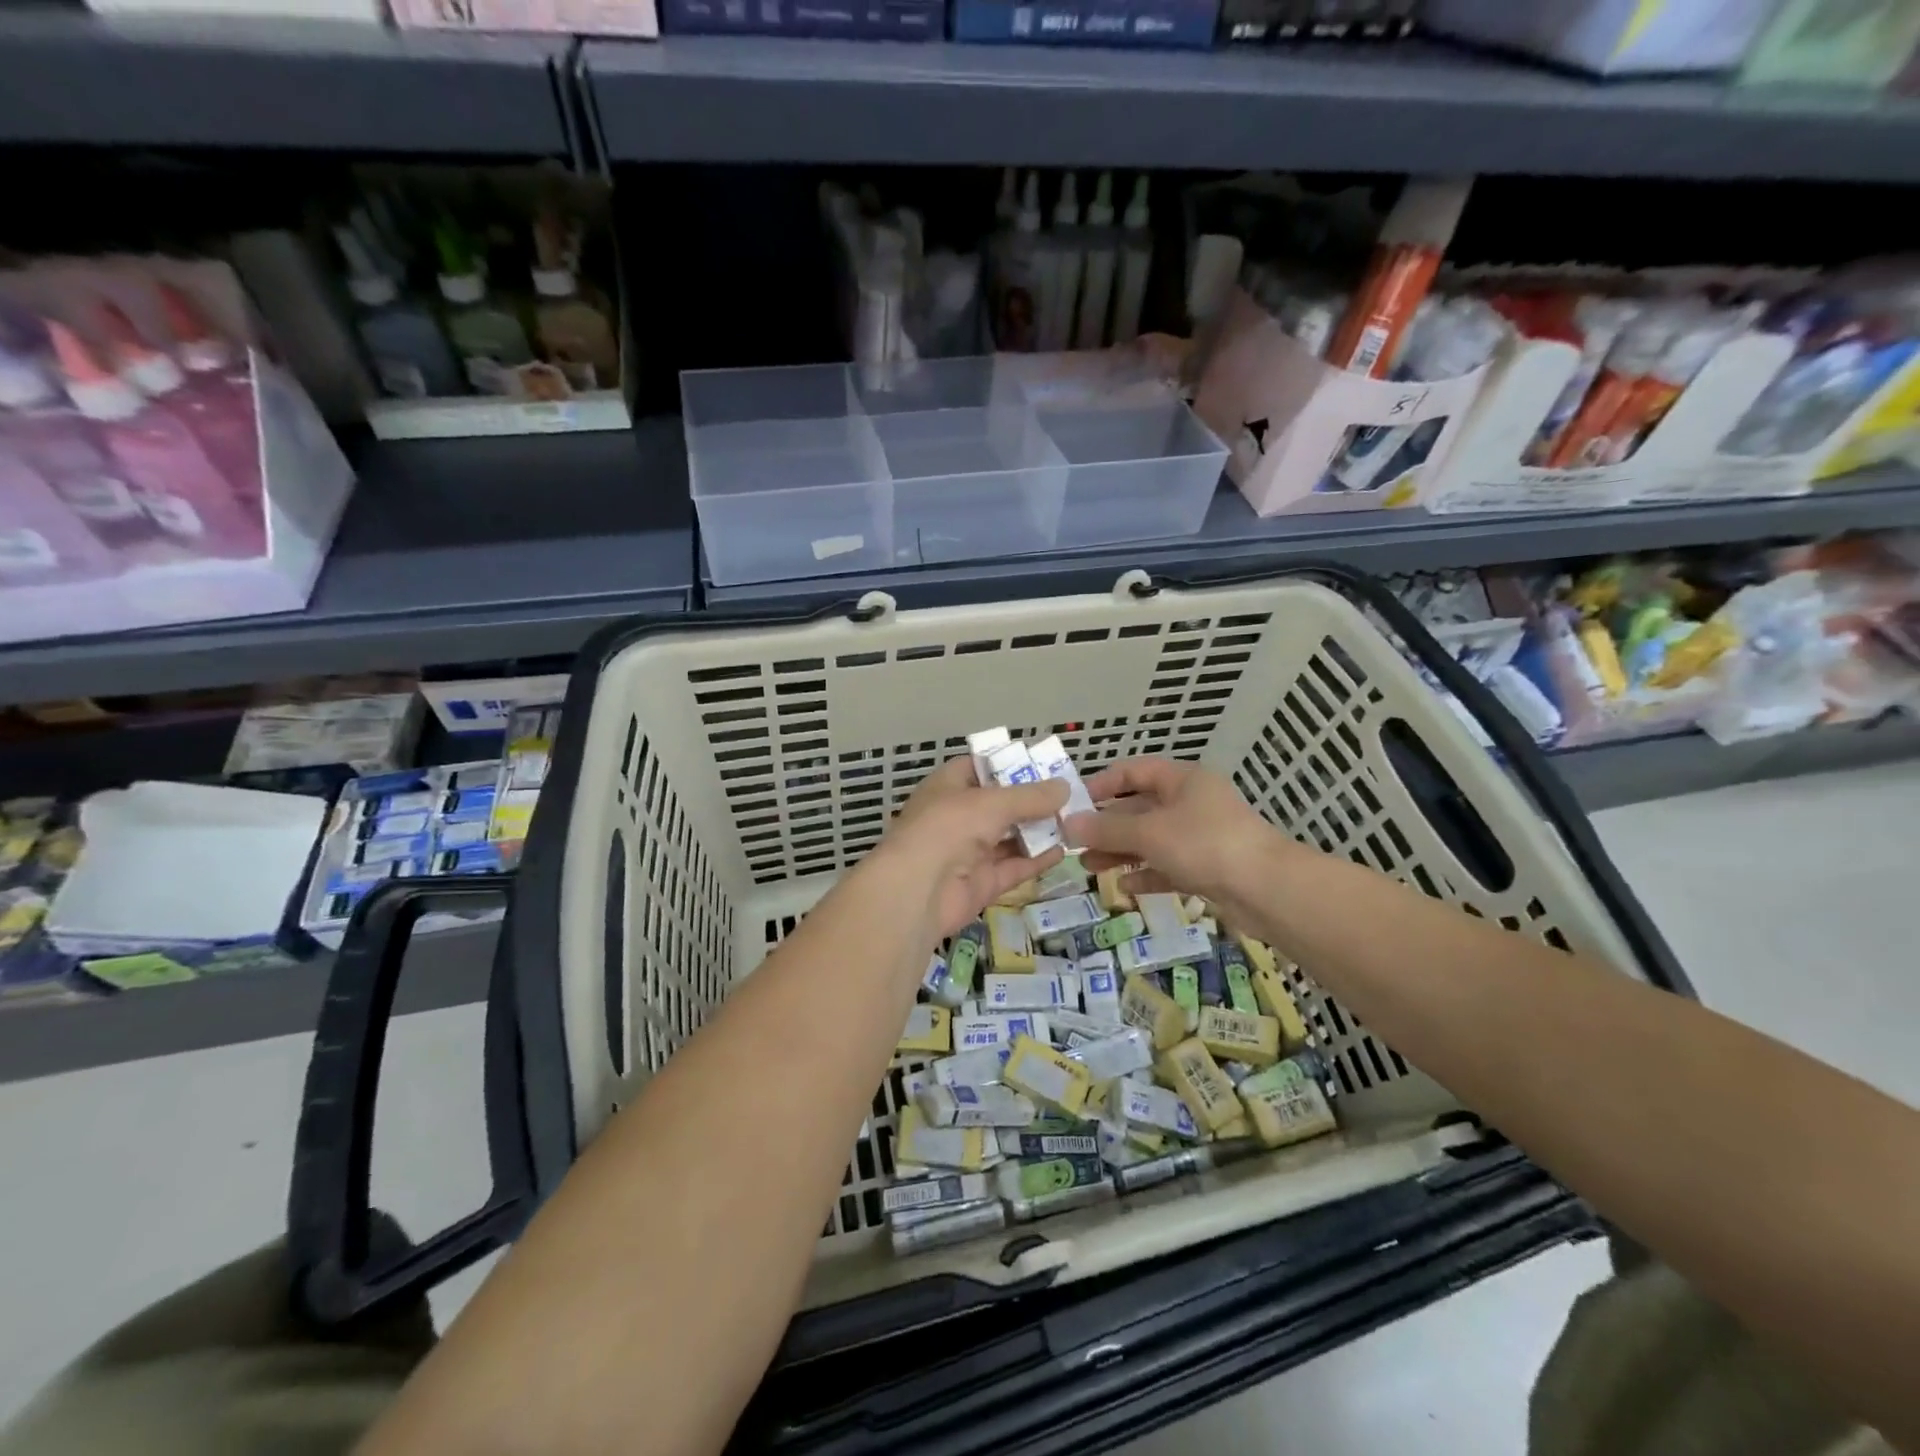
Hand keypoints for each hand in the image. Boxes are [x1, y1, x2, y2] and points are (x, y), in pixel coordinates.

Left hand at [876, 756, 1066, 940]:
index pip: (979, 768)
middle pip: (999, 804)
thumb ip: (1031, 797)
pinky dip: (1036, 860)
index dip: (1007, 765)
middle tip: (1069, 795)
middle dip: (1031, 801)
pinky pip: (1013, 867)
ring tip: (1074, 820)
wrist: (917, 891)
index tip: (1042, 764)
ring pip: (1008, 837)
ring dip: (1038, 830)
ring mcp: (968, 852)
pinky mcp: (981, 883)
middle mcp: (957, 817)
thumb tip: (1065, 787)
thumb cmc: (948, 828)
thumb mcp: (993, 803)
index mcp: (948, 787)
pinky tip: (1063, 850)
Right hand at [1064, 757, 1294, 930]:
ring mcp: (1201, 837)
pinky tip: (1122, 889)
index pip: (1133, 771)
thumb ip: (1107, 830)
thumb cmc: (1205, 844)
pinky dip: (1145, 875)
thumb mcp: (1149, 833)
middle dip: (1106, 826)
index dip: (1101, 784)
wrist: (1268, 890)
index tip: (1073, 804)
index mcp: (1182, 780)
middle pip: (1139, 808)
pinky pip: (1167, 867)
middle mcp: (1191, 803)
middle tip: (1073, 843)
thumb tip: (1067, 825)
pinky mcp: (1207, 869)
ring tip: (1088, 867)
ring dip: (1120, 852)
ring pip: (1151, 840)